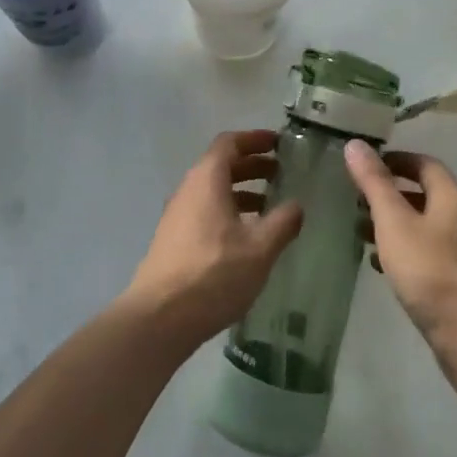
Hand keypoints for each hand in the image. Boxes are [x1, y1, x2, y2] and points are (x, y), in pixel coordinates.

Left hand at [124, 130, 303, 351]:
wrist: (160, 317)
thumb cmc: (213, 273)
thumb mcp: (259, 248)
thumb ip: (282, 222)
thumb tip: (297, 205)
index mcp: (207, 179)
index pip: (230, 143)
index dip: (255, 139)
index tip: (279, 143)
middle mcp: (189, 189)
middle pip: (221, 164)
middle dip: (252, 165)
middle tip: (282, 173)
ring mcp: (178, 215)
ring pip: (213, 190)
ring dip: (242, 191)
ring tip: (271, 206)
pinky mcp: (174, 239)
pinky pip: (206, 211)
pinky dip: (229, 211)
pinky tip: (247, 236)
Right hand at [346, 142, 456, 360]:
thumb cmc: (430, 272)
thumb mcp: (394, 222)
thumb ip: (374, 183)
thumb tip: (355, 143)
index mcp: (451, 198)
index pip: (425, 164)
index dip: (396, 160)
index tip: (367, 165)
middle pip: (425, 194)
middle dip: (391, 193)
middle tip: (358, 199)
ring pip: (424, 225)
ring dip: (395, 223)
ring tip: (360, 230)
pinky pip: (427, 252)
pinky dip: (404, 249)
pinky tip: (381, 264)